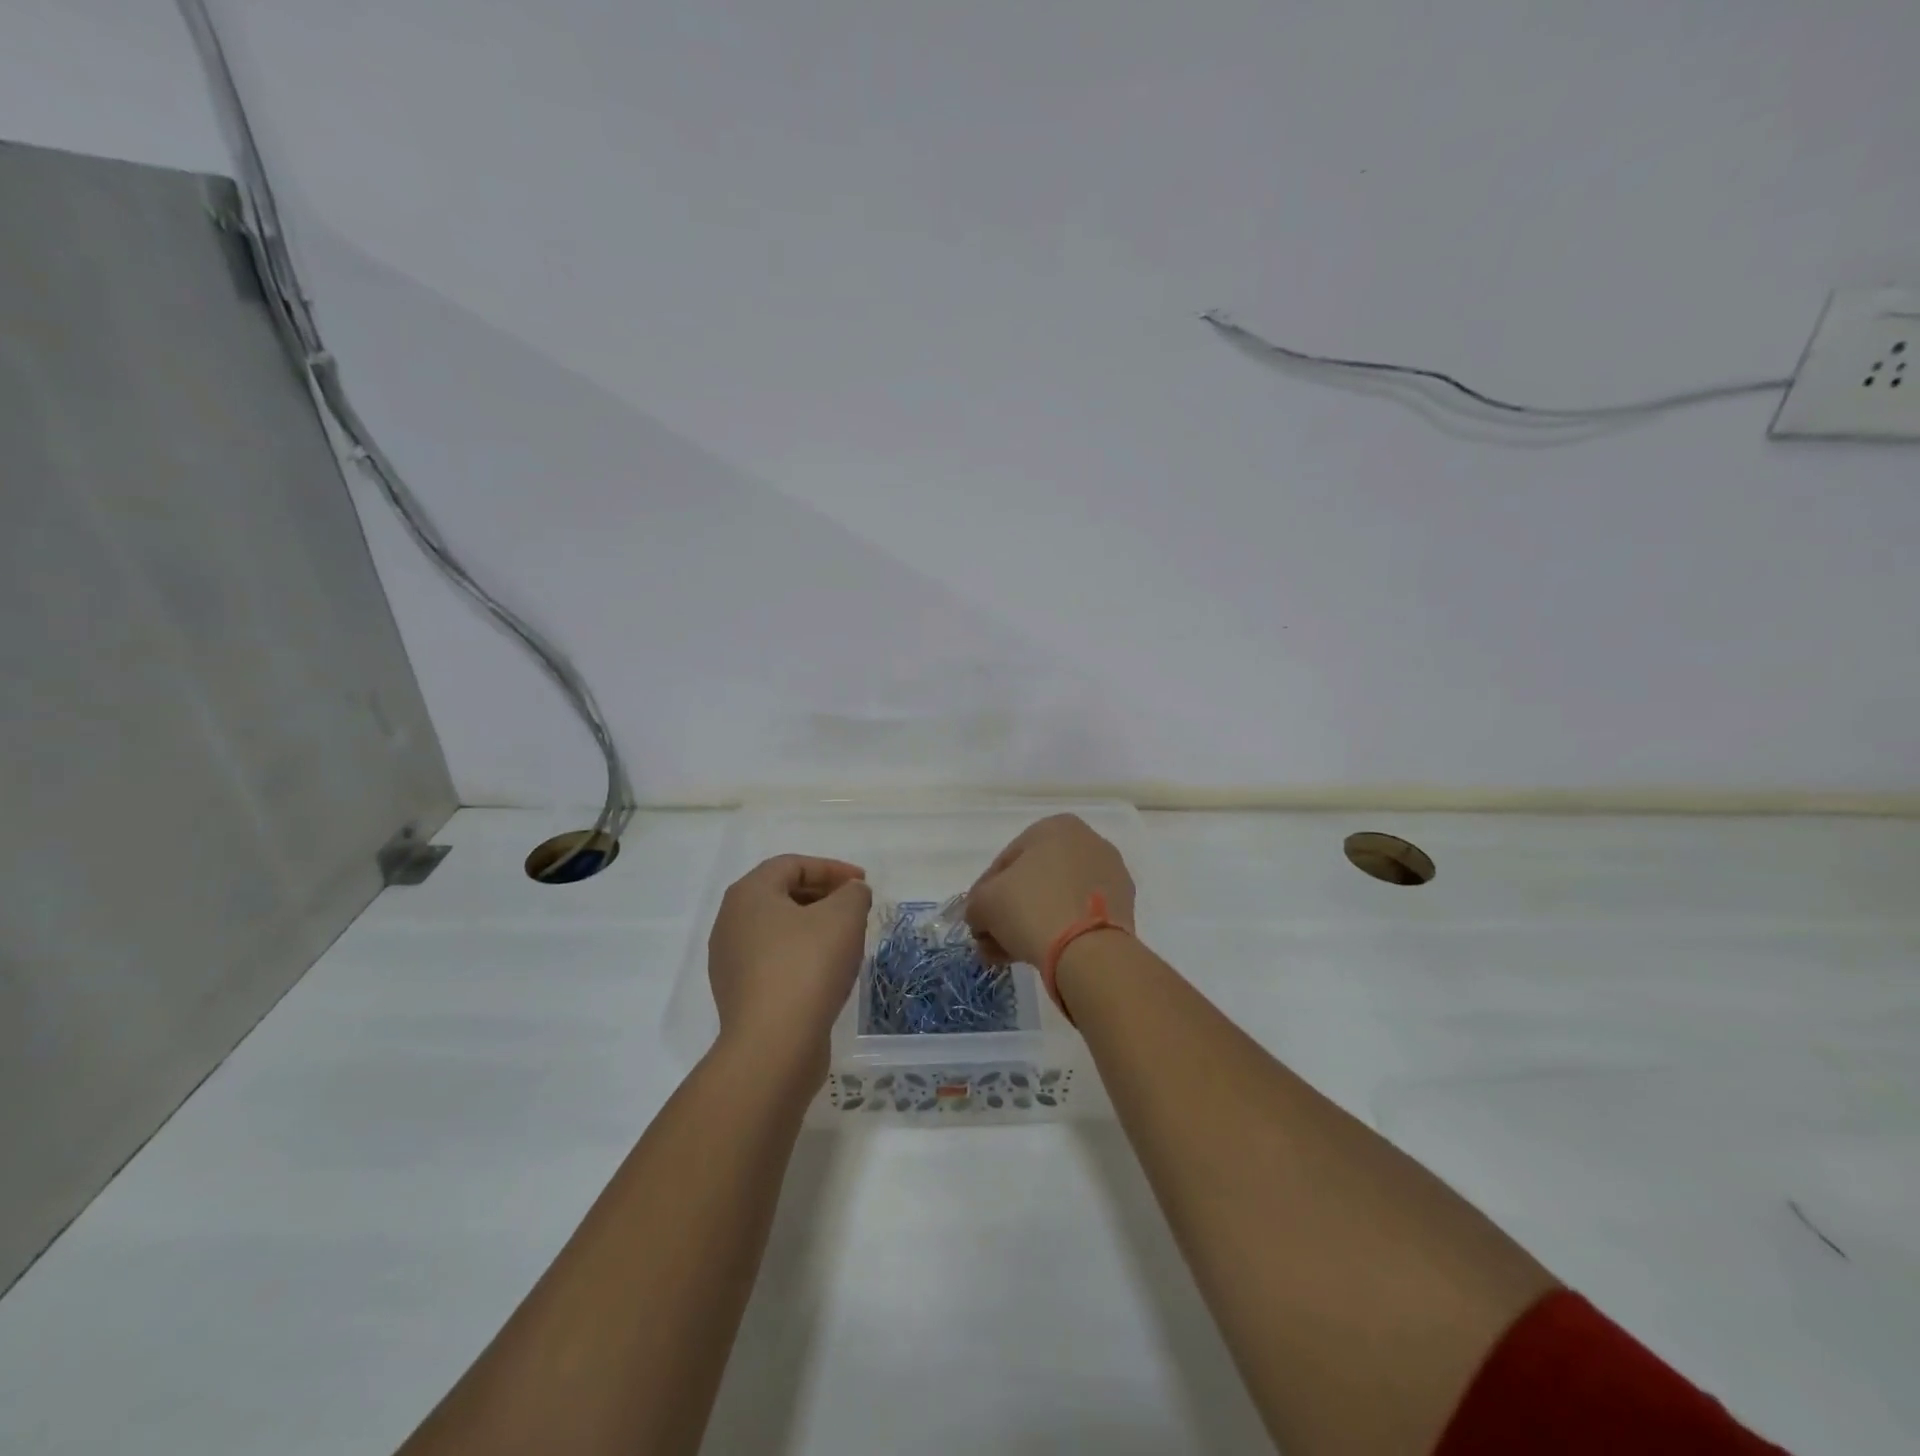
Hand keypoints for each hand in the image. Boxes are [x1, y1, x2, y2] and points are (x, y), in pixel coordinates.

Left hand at [708, 856, 871, 1061]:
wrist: (773, 1046)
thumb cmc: (807, 966)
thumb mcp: (844, 917)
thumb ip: (853, 893)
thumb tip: (851, 893)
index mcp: (749, 894)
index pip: (792, 865)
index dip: (832, 868)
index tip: (863, 884)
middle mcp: (730, 922)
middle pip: (782, 894)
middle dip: (823, 895)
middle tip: (856, 908)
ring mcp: (730, 961)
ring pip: (778, 929)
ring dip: (814, 927)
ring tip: (846, 940)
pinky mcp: (739, 994)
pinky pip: (774, 961)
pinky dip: (802, 955)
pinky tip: (827, 972)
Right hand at [964, 814, 1135, 967]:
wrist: (1089, 951)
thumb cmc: (1032, 909)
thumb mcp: (985, 903)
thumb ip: (975, 904)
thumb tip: (979, 916)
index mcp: (1056, 826)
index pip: (1007, 859)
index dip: (986, 891)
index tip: (977, 917)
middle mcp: (1088, 842)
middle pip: (1034, 880)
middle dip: (1009, 910)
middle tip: (992, 939)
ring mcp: (1110, 875)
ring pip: (1057, 899)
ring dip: (1030, 923)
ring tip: (1010, 954)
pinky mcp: (1124, 908)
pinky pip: (1079, 916)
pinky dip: (1059, 931)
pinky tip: (1039, 954)